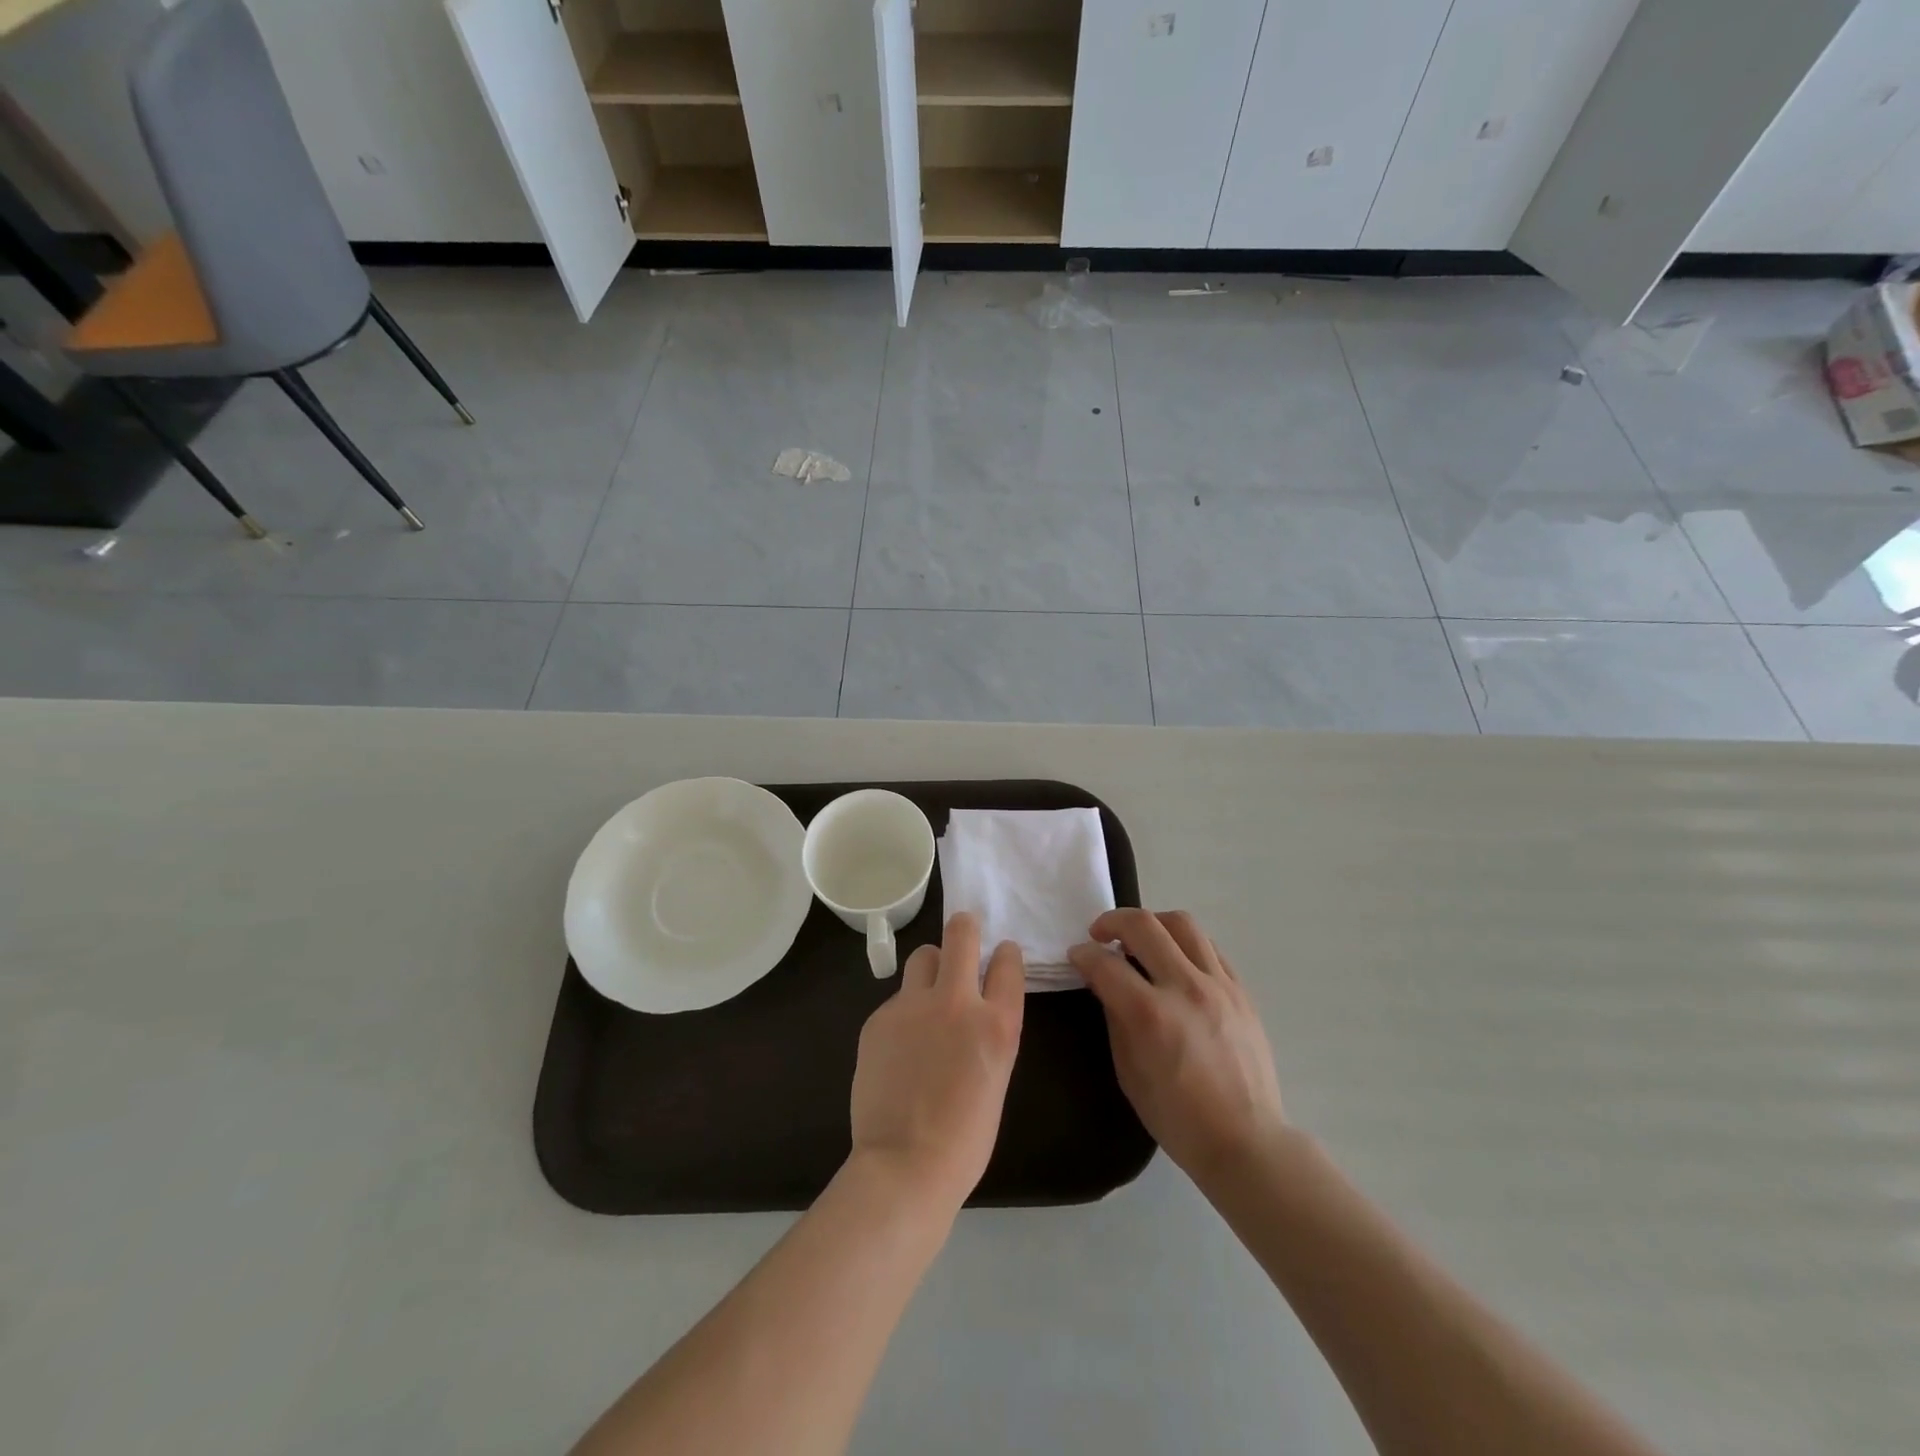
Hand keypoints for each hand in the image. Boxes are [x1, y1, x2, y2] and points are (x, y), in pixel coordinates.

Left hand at [849, 912, 1025, 1213]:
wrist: (905, 1166)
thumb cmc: (965, 1138)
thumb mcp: (997, 1077)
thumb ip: (988, 1032)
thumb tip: (975, 1009)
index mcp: (998, 1023)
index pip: (1008, 961)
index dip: (1005, 954)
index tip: (1000, 957)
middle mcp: (957, 1002)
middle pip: (961, 932)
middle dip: (965, 927)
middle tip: (964, 937)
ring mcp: (913, 1006)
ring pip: (923, 956)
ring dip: (932, 967)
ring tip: (929, 995)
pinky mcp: (879, 1018)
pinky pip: (897, 999)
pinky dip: (904, 1011)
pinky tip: (900, 1046)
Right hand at [1069, 909, 1285, 1188]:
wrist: (1246, 1141)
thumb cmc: (1178, 1118)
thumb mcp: (1129, 1073)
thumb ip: (1115, 1019)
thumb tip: (1105, 984)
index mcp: (1151, 1015)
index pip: (1106, 964)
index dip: (1083, 955)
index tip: (1076, 957)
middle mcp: (1185, 988)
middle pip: (1143, 925)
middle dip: (1111, 922)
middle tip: (1099, 935)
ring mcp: (1218, 985)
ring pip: (1181, 923)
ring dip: (1152, 923)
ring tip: (1140, 939)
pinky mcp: (1240, 990)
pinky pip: (1209, 946)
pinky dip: (1184, 943)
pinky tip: (1175, 960)